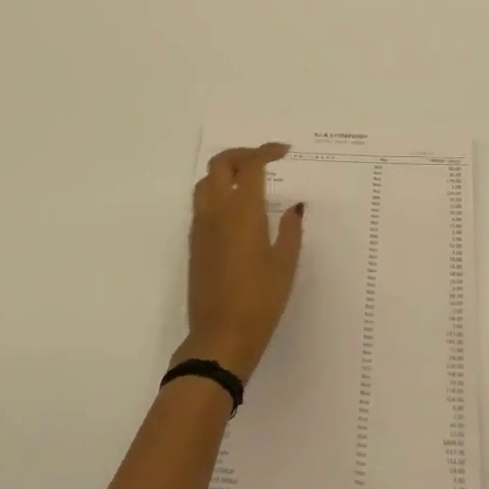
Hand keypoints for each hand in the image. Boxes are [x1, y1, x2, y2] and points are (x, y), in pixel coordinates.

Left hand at [175, 144, 304, 381]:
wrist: (220, 337)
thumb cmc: (260, 300)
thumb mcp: (285, 264)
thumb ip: (291, 229)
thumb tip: (295, 206)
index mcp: (242, 211)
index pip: (250, 164)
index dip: (266, 151)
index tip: (284, 152)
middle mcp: (217, 211)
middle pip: (220, 164)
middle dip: (241, 154)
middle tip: (263, 160)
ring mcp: (201, 227)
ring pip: (206, 182)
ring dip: (225, 172)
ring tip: (248, 180)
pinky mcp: (194, 243)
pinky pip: (201, 204)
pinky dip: (217, 193)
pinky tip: (235, 210)